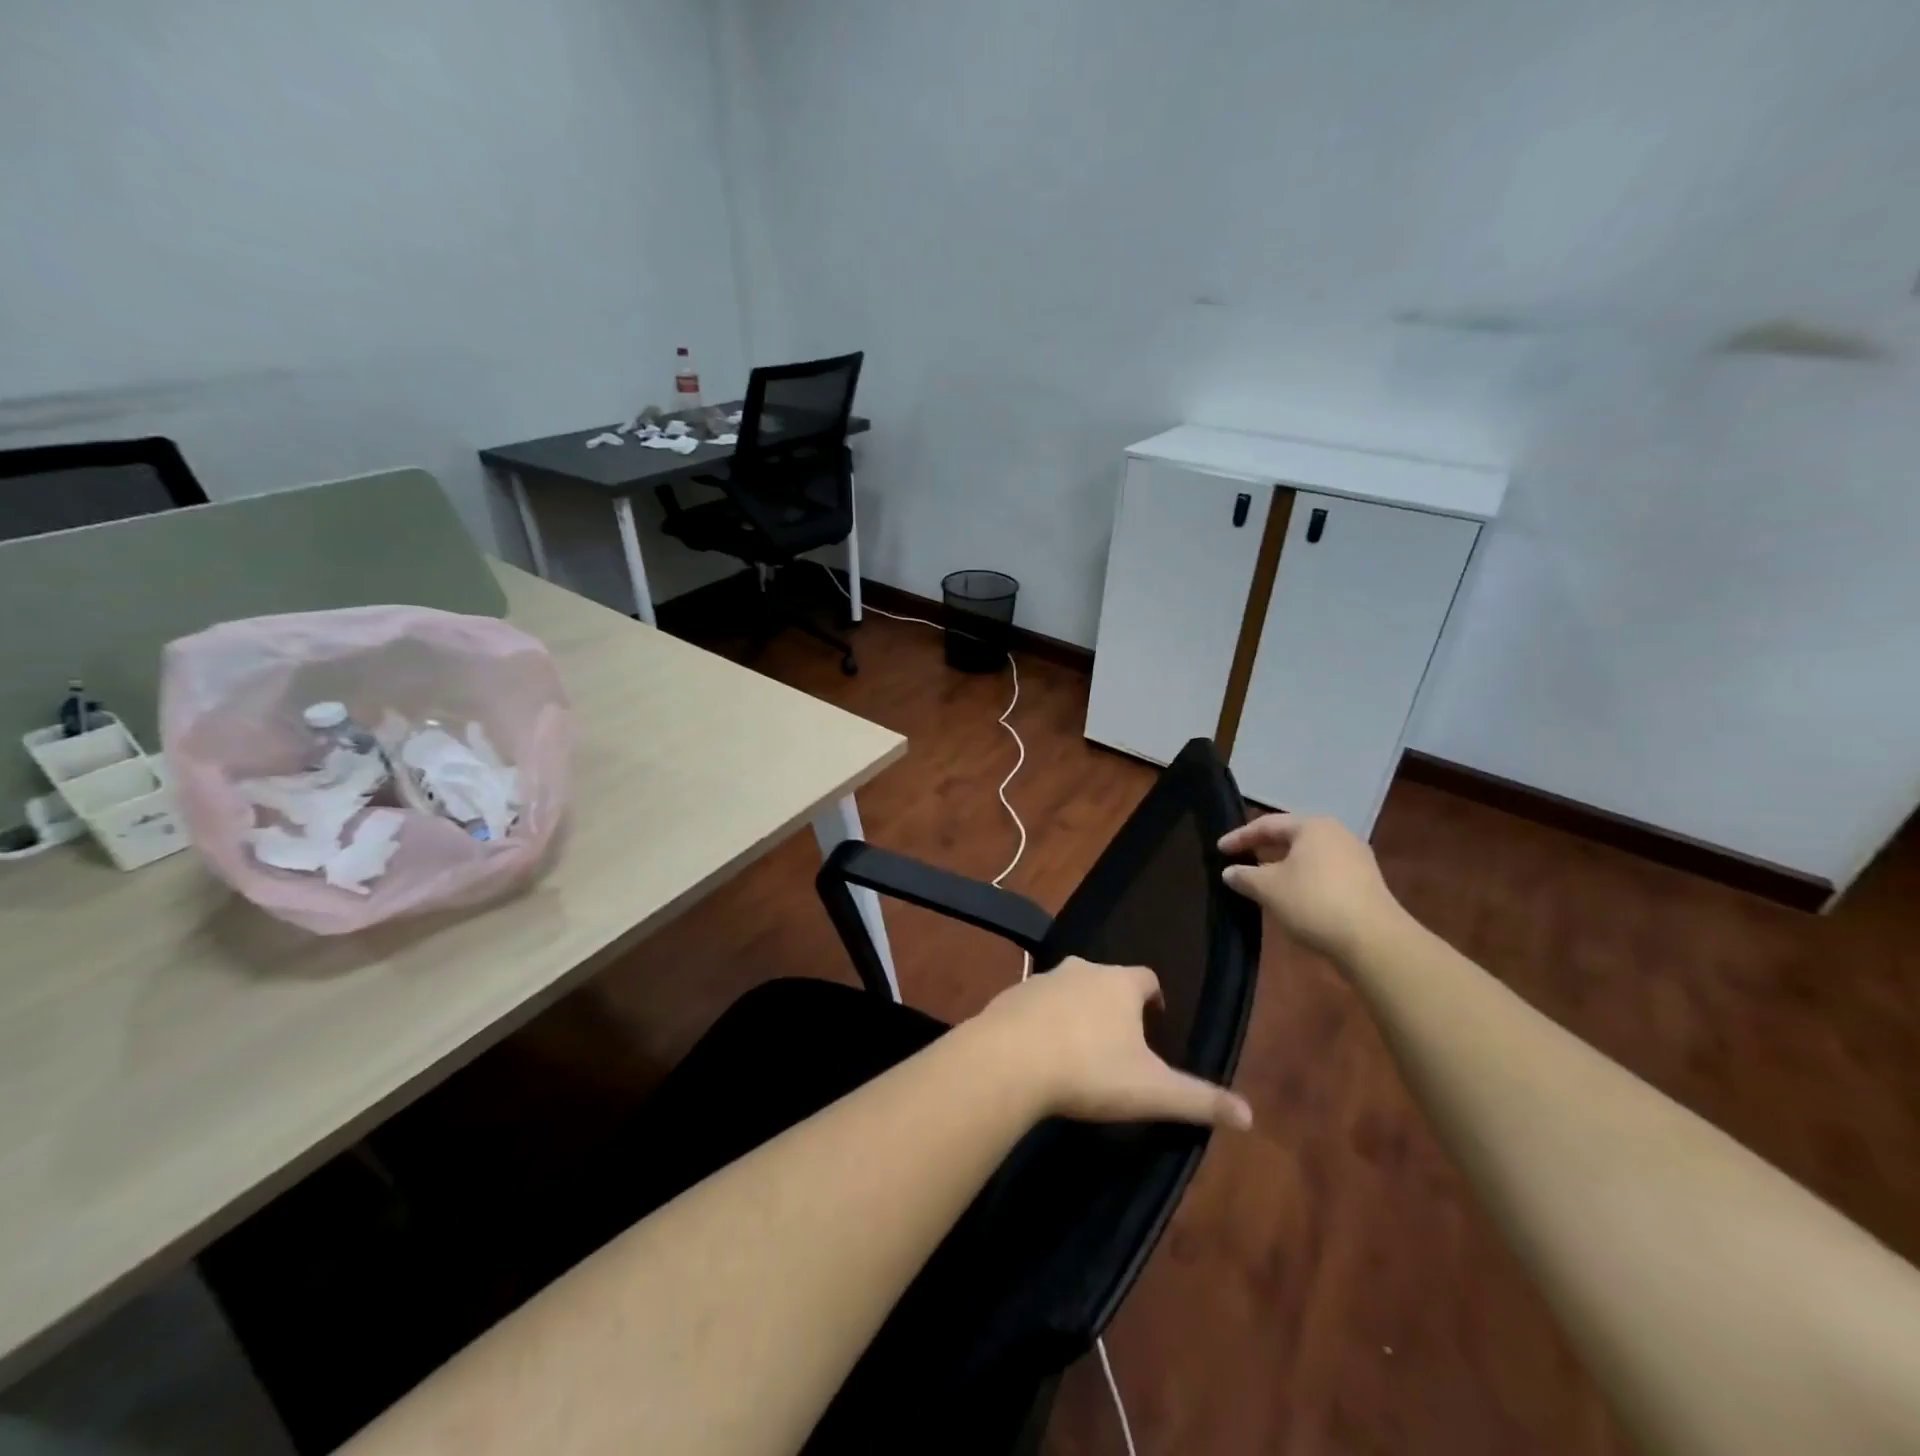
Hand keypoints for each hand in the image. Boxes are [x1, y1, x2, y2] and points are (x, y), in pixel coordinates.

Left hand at [970, 959, 1251, 1130]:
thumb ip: (1200, 1100)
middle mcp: (1081, 969)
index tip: (1155, 1022)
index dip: (1153, 998)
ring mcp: (1042, 978)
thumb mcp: (1152, 1091)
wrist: (1010, 1060)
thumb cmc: (1090, 1070)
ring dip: (1076, 1009)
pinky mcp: (1010, 995)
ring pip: (1068, 988)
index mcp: (1119, 983)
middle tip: (1118, 1041)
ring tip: (1078, 1047)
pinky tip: (1039, 1050)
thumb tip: (1250, 1115)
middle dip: (1113, 1003)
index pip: (1146, 978)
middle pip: (1105, 979)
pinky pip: (1034, 1004)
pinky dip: (1041, 1020)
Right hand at [1219, 813, 1404, 962]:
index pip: (1267, 824)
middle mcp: (1336, 833)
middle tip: (1241, 857)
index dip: (1240, 837)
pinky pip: (1324, 870)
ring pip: (1309, 854)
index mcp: (1312, 826)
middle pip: (1291, 836)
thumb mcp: (1268, 889)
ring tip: (1264, 877)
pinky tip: (1293, 894)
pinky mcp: (1365, 881)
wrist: (1374, 940)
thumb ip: (1244, 876)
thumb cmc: (1313, 902)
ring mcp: (1355, 857)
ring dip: (1284, 864)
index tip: (1219, 849)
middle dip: (1264, 847)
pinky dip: (1303, 877)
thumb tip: (1229, 871)